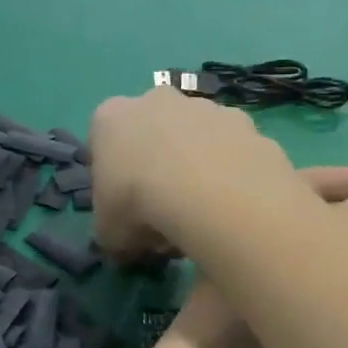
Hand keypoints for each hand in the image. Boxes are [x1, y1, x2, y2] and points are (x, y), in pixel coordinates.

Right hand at [89, 87, 298, 261]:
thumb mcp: (109, 234)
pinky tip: (233, 203)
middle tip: (164, 212)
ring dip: (197, 167)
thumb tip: (125, 246)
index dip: (113, 180)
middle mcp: (156, 100)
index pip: (104, 143)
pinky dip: (231, 171)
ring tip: (203, 213)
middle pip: (152, 132)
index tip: (124, 208)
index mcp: (111, 118)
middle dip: (157, 165)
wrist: (209, 192)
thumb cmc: (140, 206)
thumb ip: (113, 233)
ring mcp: (204, 106)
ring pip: (195, 137)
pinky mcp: (243, 120)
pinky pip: (232, 149)